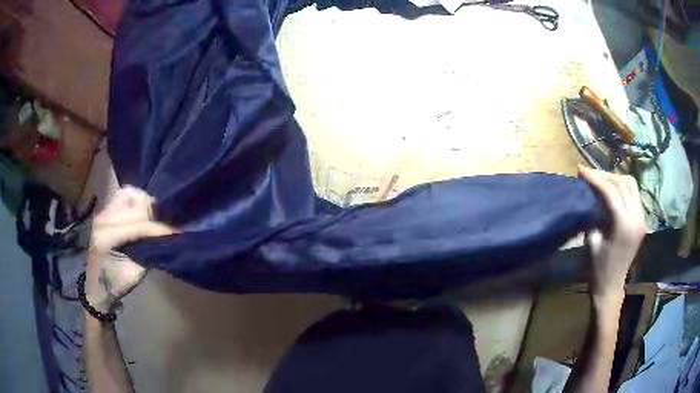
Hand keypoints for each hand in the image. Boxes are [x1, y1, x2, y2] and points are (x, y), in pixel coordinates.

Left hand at [85, 186, 175, 312]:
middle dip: (153, 214)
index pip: (138, 225)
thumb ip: (148, 252)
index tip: (177, 231)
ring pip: (128, 194)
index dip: (159, 228)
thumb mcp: (135, 273)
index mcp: (108, 237)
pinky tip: (141, 212)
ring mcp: (102, 213)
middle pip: (134, 206)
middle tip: (165, 225)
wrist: (97, 286)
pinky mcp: (104, 212)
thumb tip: (165, 238)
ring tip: (152, 216)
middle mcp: (103, 219)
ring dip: (143, 204)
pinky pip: (122, 197)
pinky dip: (134, 201)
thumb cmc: (116, 284)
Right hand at [579, 167, 646, 305]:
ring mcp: (641, 219)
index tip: (581, 170)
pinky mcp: (642, 220)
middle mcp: (636, 218)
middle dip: (605, 175)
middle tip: (590, 174)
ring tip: (601, 180)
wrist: (611, 286)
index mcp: (624, 225)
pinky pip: (634, 195)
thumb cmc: (598, 268)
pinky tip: (613, 190)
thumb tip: (593, 196)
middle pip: (623, 184)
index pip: (611, 191)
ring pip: (631, 185)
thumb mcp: (592, 240)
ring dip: (616, 179)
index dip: (595, 178)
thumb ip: (595, 214)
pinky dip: (623, 188)